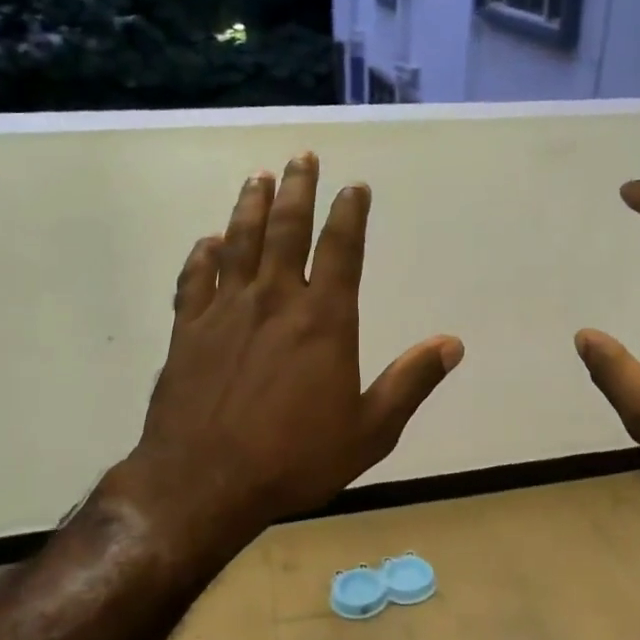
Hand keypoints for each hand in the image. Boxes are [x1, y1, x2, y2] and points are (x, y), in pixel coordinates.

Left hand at [95, 154, 463, 564]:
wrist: (205, 483)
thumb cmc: (295, 459)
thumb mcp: (370, 430)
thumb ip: (410, 382)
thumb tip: (452, 344)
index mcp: (324, 319)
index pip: (342, 249)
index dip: (350, 213)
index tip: (355, 187)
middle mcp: (274, 300)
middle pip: (286, 229)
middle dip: (297, 189)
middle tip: (302, 157)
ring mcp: (225, 311)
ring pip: (238, 242)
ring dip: (249, 205)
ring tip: (258, 177)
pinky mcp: (188, 330)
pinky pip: (195, 278)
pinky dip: (202, 255)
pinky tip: (208, 242)